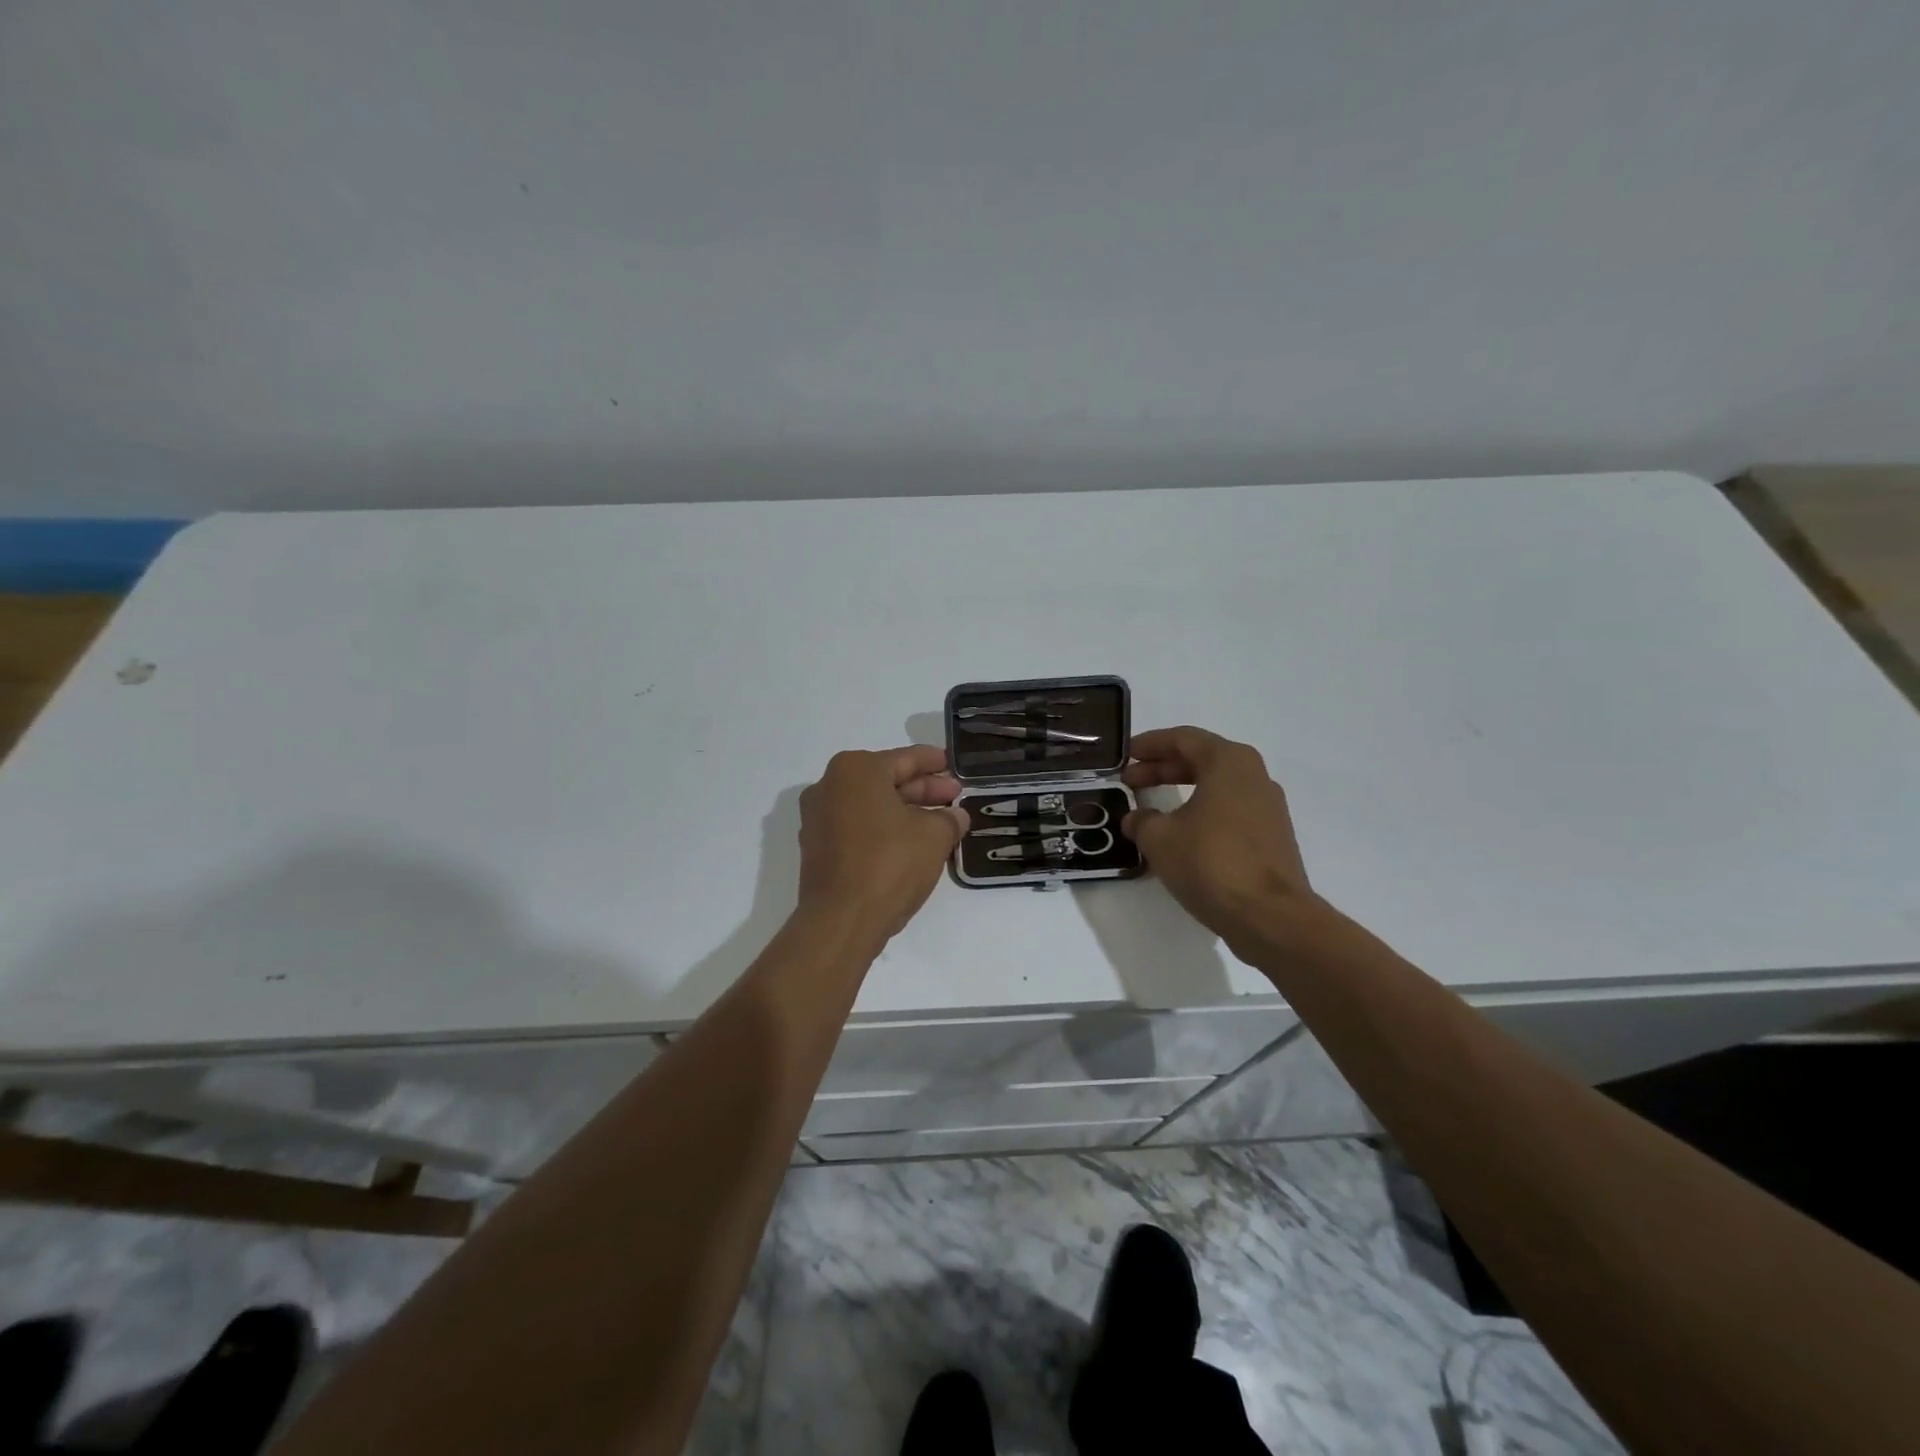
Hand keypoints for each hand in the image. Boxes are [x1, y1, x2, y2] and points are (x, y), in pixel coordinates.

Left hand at [796, 746, 967, 942]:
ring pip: (870, 805)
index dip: (933, 762)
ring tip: (938, 822)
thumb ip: (949, 819)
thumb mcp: (934, 836)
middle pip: (885, 780)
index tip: (952, 765)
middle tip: (953, 796)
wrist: (841, 920)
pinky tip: (910, 843)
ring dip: (904, 811)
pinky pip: (857, 827)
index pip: (904, 759)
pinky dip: (883, 829)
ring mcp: (818, 819)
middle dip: (921, 789)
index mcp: (855, 770)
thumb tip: (956, 815)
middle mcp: (829, 786)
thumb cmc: (889, 863)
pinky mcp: (817, 848)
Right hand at [1122, 727, 1314, 944]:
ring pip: (1217, 785)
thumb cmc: (1211, 863)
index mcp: (1228, 762)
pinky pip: (1229, 809)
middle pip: (1201, 758)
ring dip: (1182, 789)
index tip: (1125, 756)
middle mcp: (1253, 775)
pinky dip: (1201, 810)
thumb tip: (1137, 818)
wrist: (1270, 916)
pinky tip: (1180, 833)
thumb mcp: (1160, 838)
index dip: (1149, 745)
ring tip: (1152, 808)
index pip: (1183, 738)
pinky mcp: (1272, 835)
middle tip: (1131, 781)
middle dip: (1162, 767)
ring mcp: (1267, 806)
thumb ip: (1142, 820)